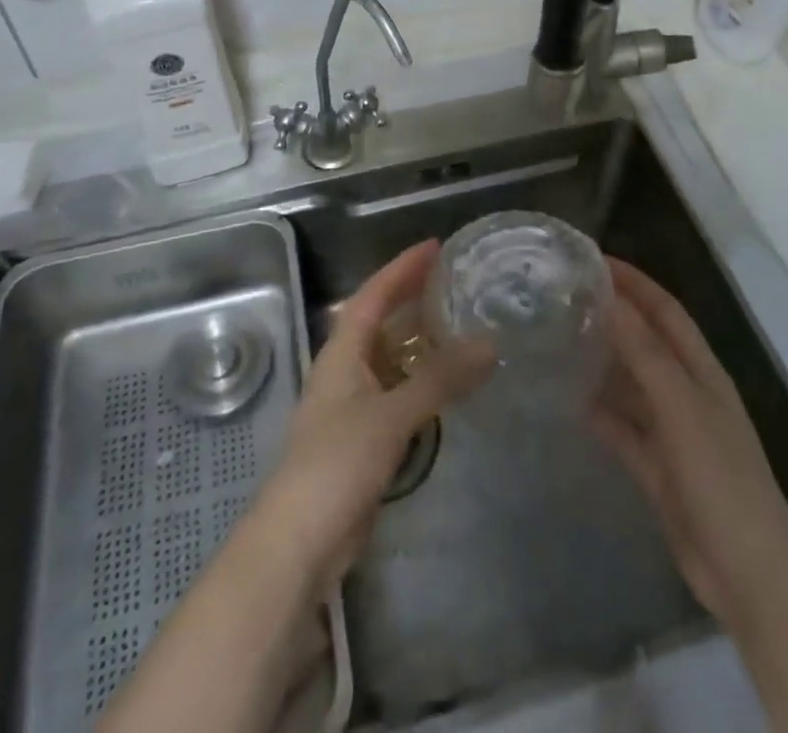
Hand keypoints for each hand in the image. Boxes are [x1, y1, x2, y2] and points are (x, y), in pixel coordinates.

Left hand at [247, 239, 492, 597]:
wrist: (299, 541)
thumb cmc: (337, 463)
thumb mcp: (391, 415)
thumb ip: (439, 380)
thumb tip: (488, 345)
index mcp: (342, 352)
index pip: (373, 294)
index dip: (402, 268)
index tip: (435, 247)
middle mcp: (344, 369)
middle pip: (379, 320)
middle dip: (410, 297)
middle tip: (452, 282)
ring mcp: (352, 405)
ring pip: (389, 358)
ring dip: (418, 340)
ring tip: (458, 325)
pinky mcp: (362, 438)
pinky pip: (396, 392)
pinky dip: (420, 380)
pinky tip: (446, 385)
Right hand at [590, 258, 787, 629]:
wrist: (749, 577)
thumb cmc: (721, 481)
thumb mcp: (682, 410)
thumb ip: (646, 355)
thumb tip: (611, 300)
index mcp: (703, 372)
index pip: (666, 311)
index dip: (635, 283)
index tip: (593, 260)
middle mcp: (688, 394)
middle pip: (647, 343)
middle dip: (613, 317)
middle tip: (565, 297)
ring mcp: (673, 432)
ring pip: (632, 384)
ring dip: (603, 362)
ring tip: (558, 340)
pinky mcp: (658, 468)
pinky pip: (623, 429)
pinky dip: (600, 413)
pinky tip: (569, 401)